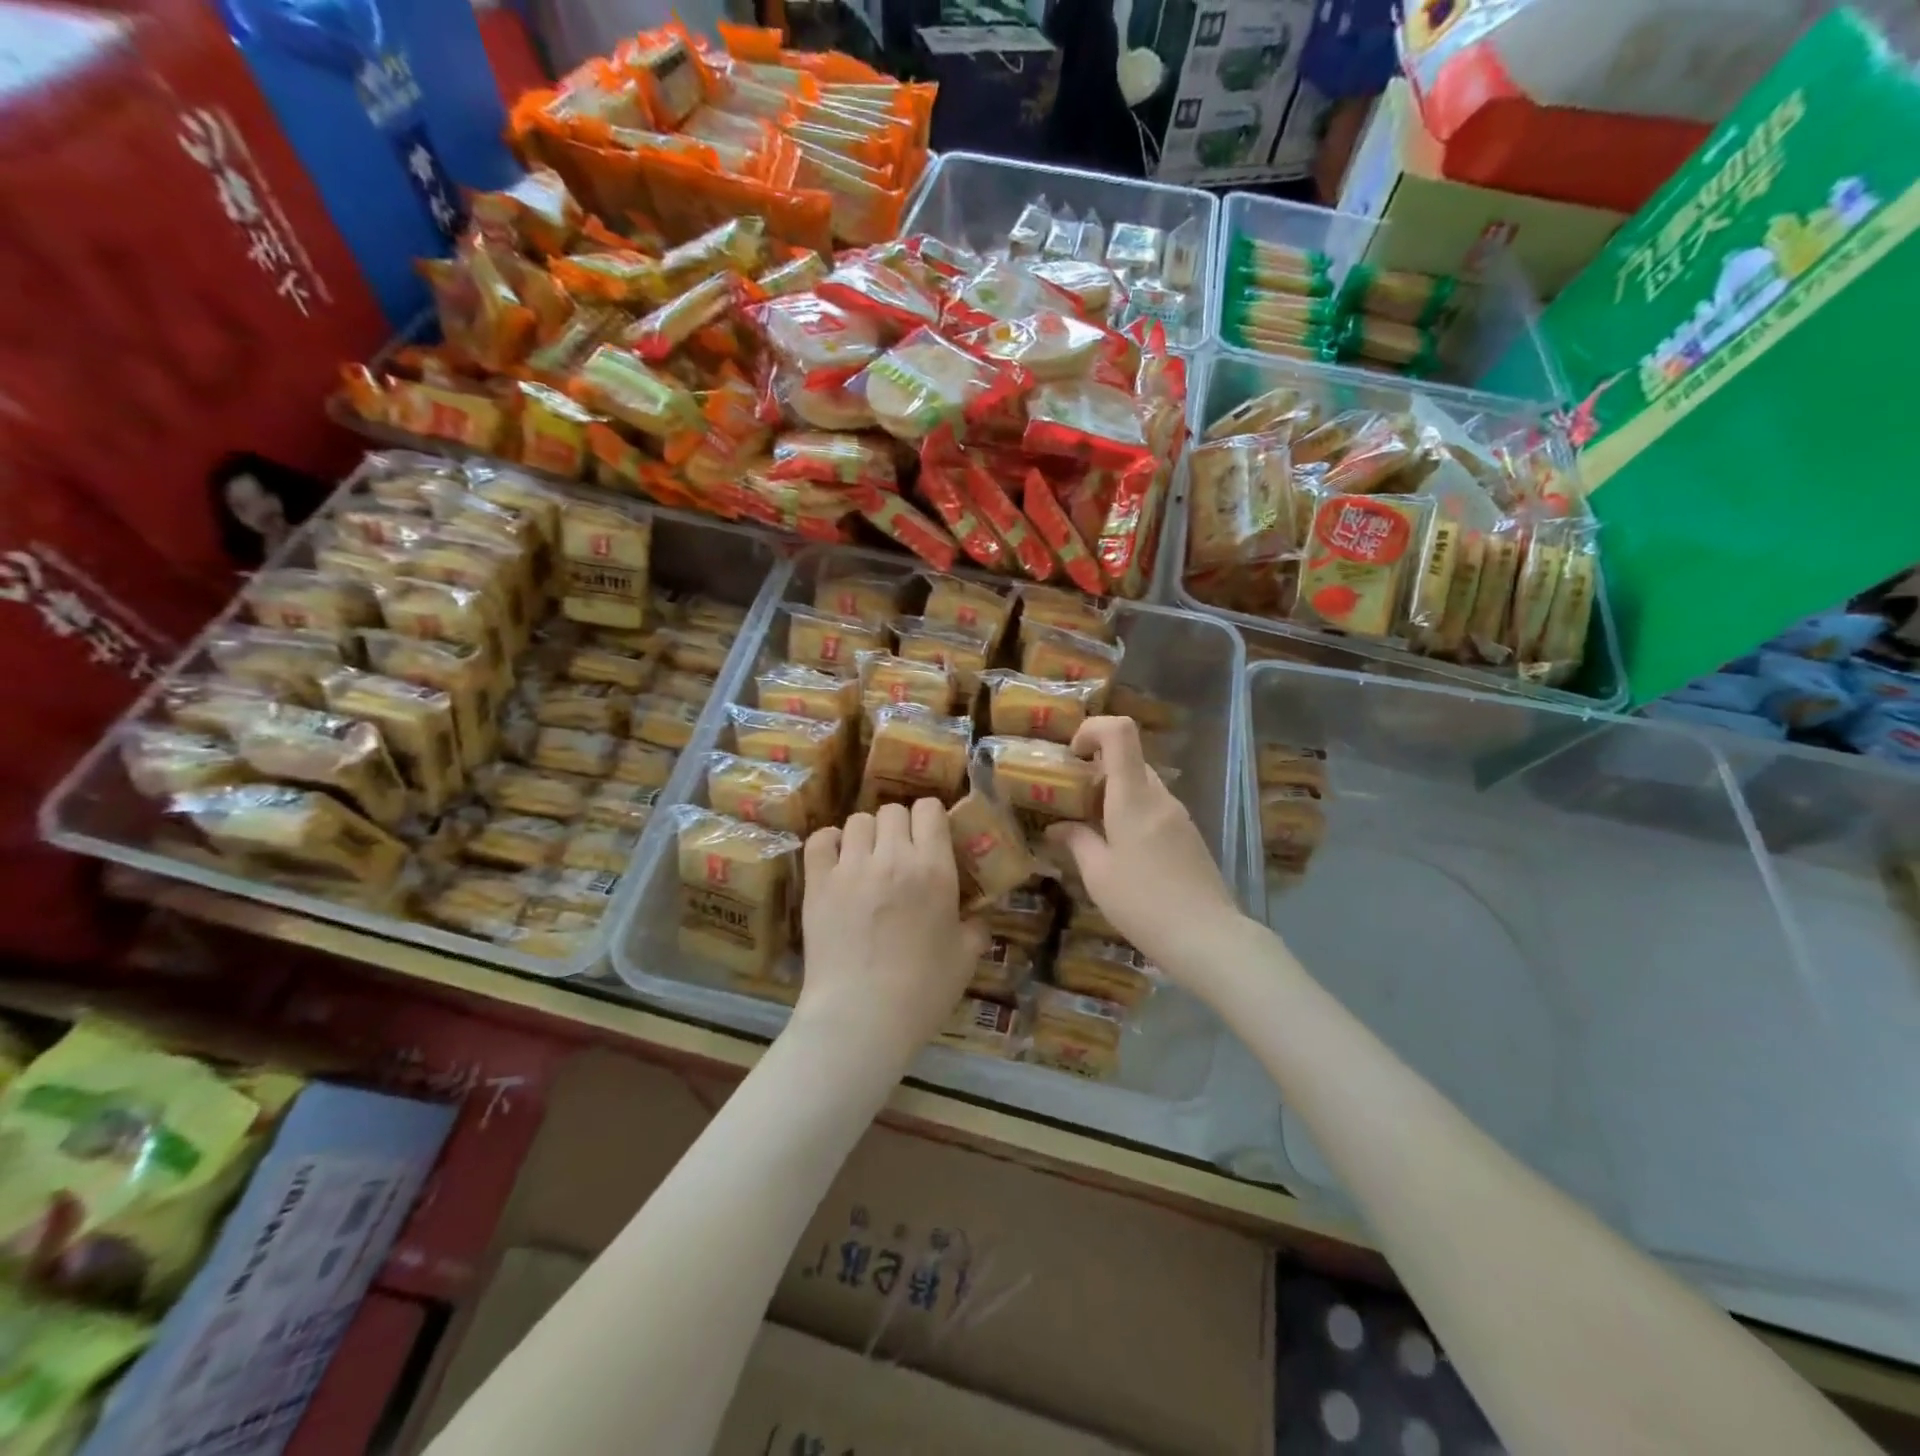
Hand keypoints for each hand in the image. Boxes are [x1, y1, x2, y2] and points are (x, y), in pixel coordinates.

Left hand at [793, 799, 989, 1065]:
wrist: (861, 1018)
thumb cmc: (922, 991)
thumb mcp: (965, 958)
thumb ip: (975, 928)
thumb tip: (977, 917)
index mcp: (933, 868)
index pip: (930, 809)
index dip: (931, 818)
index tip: (932, 837)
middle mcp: (892, 857)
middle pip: (893, 810)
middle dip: (900, 826)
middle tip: (901, 854)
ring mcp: (850, 867)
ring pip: (858, 821)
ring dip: (867, 834)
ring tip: (869, 859)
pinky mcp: (818, 883)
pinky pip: (820, 839)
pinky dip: (830, 842)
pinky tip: (838, 860)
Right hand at [1044, 717, 1244, 972]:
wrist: (1207, 938)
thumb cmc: (1143, 903)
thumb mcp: (1098, 875)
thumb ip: (1076, 842)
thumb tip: (1057, 828)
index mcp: (1133, 798)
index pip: (1120, 732)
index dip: (1093, 729)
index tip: (1073, 755)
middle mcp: (1159, 797)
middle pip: (1129, 760)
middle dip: (1097, 771)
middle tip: (1074, 802)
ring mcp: (1179, 816)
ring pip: (1142, 786)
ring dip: (1115, 796)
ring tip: (1093, 832)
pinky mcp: (1189, 836)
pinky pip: (1155, 809)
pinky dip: (1133, 814)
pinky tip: (1122, 853)